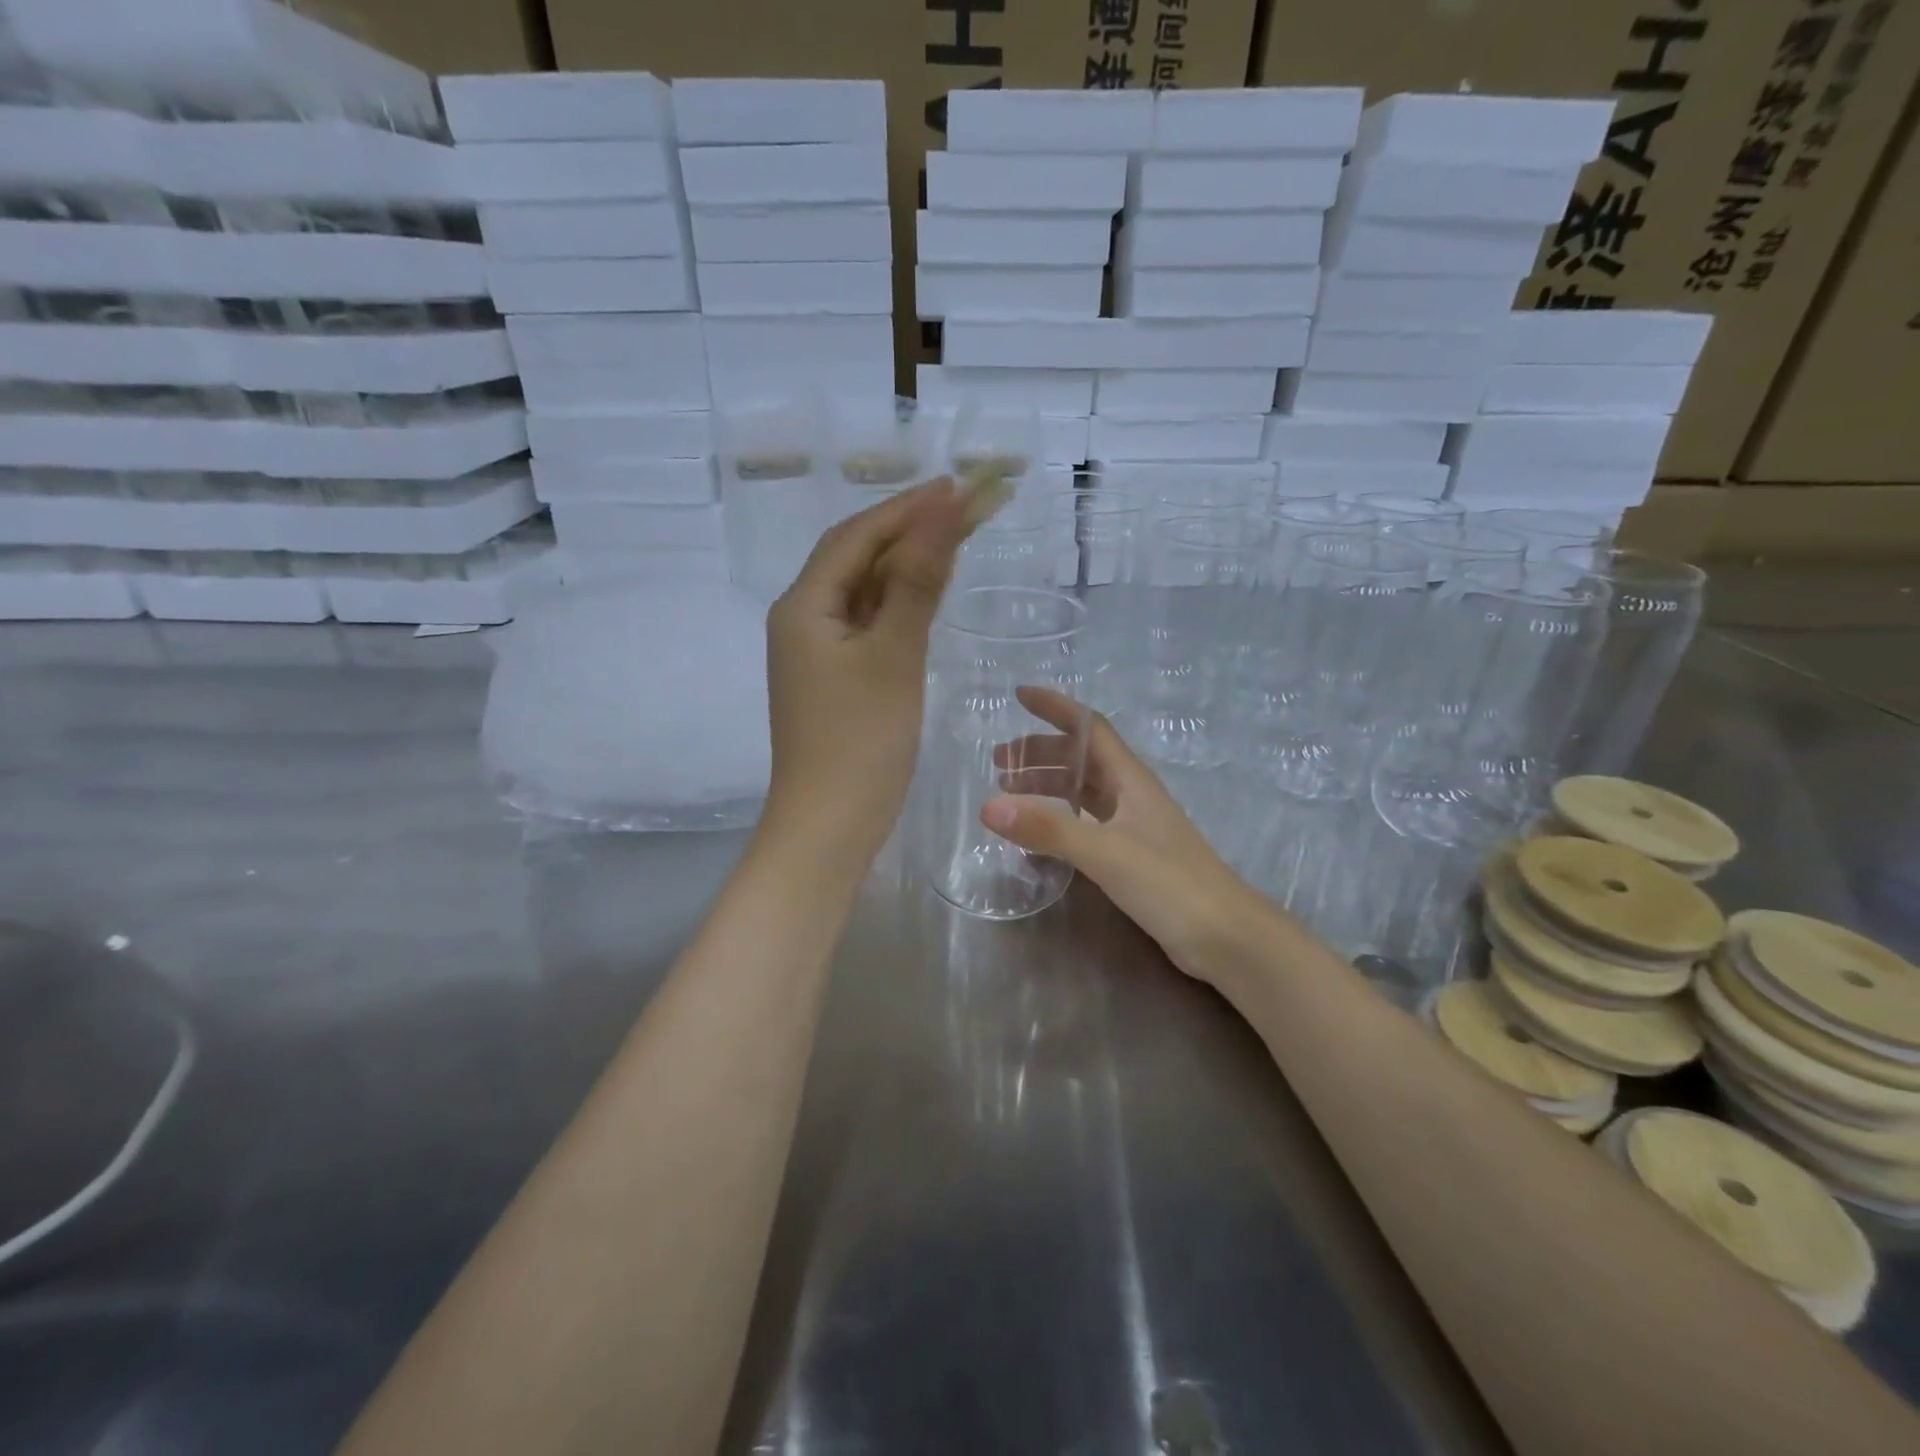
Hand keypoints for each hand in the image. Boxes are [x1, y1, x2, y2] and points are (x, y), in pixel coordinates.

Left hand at [762, 478, 975, 864]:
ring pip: (863, 591)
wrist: (829, 827)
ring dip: (905, 564)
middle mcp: (802, 619)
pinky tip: (927, 594)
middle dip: (909, 529)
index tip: (957, 485)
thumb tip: (940, 513)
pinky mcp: (834, 678)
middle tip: (966, 506)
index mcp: (803, 606)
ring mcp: (816, 651)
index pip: (856, 536)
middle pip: (857, 558)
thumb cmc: (860, 743)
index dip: (906, 507)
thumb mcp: (892, 657)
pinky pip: (867, 624)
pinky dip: (898, 603)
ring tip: (955, 537)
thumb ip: (915, 583)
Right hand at [983, 687, 1271, 981]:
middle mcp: (1132, 795)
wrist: (1227, 937)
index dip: (1056, 708)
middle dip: (1040, 753)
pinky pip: (1087, 823)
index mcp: (1130, 780)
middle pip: (1082, 759)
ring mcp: (1135, 827)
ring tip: (1010, 794)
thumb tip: (988, 806)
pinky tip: (1042, 835)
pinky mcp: (1134, 856)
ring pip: (1084, 791)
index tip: (1020, 696)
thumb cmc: (1170, 883)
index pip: (1090, 728)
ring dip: (1048, 785)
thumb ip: (1048, 829)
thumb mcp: (1105, 852)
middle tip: (999, 764)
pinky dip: (1060, 819)